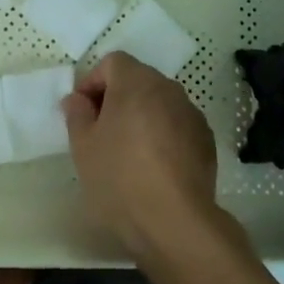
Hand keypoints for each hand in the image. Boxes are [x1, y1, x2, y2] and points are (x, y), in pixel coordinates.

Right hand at [63, 53, 220, 257]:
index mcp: (136, 82)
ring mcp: (191, 113)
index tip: (82, 112)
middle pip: (137, 79)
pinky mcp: (205, 139)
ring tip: (128, 151)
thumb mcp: (84, 148)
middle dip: (117, 98)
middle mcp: (168, 88)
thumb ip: (77, 115)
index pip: (112, 62)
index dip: (93, 81)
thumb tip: (77, 99)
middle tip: (100, 131)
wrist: (175, 221)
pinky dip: (163, 134)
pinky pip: (177, 124)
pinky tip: (154, 166)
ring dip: (141, 115)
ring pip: (159, 102)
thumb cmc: (120, 178)